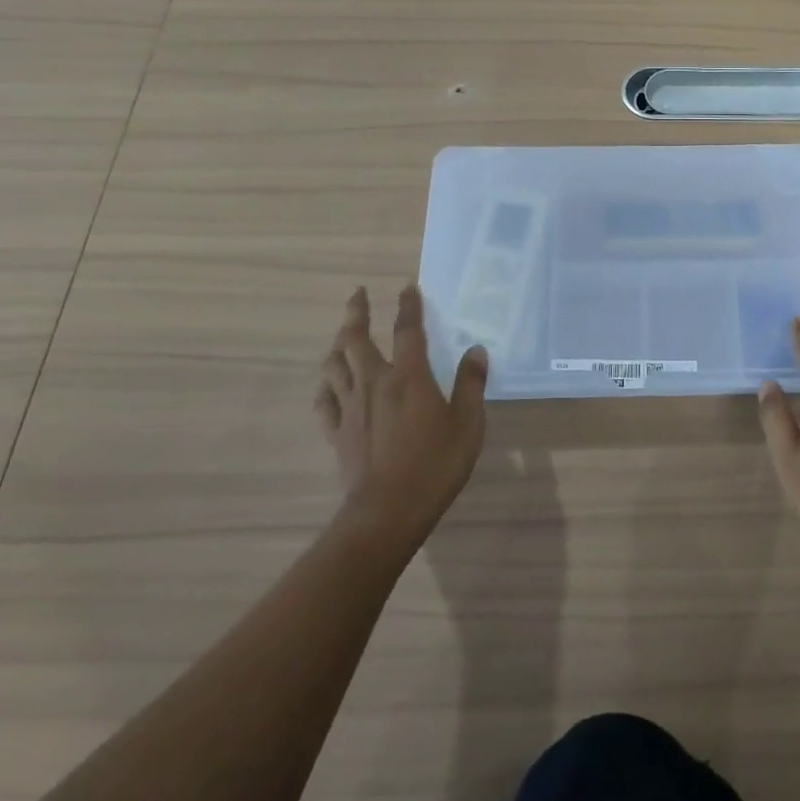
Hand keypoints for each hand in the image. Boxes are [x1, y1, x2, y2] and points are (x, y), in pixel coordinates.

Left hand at [317, 285, 488, 548]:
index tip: (407, 287)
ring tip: (343, 336)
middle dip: (356, 312)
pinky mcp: (337, 432)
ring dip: (337, 345)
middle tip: (358, 295)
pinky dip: (326, 387)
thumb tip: (476, 350)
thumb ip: (471, 384)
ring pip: (334, 365)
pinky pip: (323, 402)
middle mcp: (374, 383)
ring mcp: (350, 408)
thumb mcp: (468, 424)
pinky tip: (330, 386)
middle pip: (355, 338)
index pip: (407, 329)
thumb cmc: (435, 465)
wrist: (388, 512)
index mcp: (409, 377)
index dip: (408, 305)